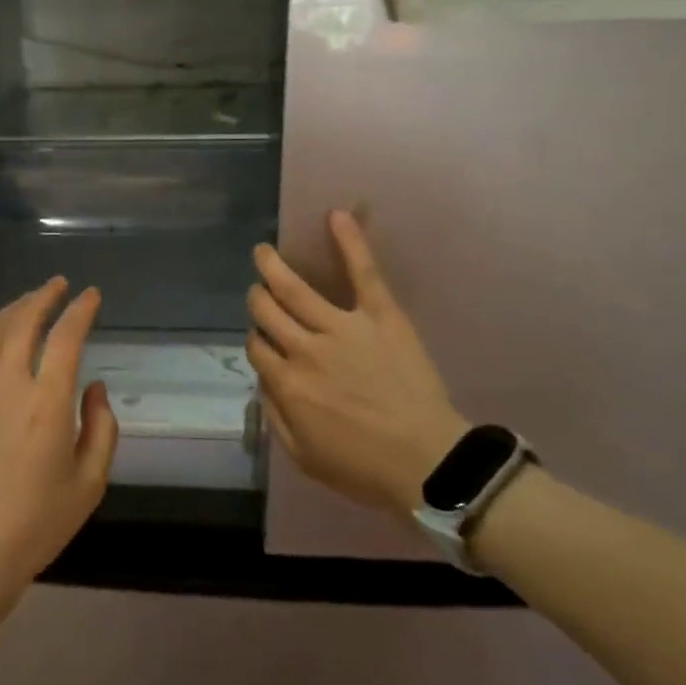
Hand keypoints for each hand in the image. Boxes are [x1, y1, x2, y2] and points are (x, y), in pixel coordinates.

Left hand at [0, 278, 118, 609]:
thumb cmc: (38, 523)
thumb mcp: (90, 483)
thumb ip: (101, 428)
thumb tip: (92, 388)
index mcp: (47, 403)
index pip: (66, 338)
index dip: (80, 311)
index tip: (91, 296)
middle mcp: (8, 387)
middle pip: (23, 324)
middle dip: (43, 297)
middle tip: (57, 286)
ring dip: (11, 312)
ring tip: (27, 303)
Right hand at [247, 211, 467, 518]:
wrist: (428, 463)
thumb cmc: (364, 468)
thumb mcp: (303, 457)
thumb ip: (276, 415)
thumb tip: (265, 381)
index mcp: (287, 384)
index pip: (257, 347)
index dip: (257, 341)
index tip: (265, 344)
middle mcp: (305, 349)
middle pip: (267, 312)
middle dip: (258, 299)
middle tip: (259, 292)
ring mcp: (342, 328)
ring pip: (295, 289)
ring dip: (273, 267)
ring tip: (264, 252)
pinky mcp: (380, 316)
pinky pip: (363, 273)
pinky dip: (350, 242)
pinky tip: (337, 216)